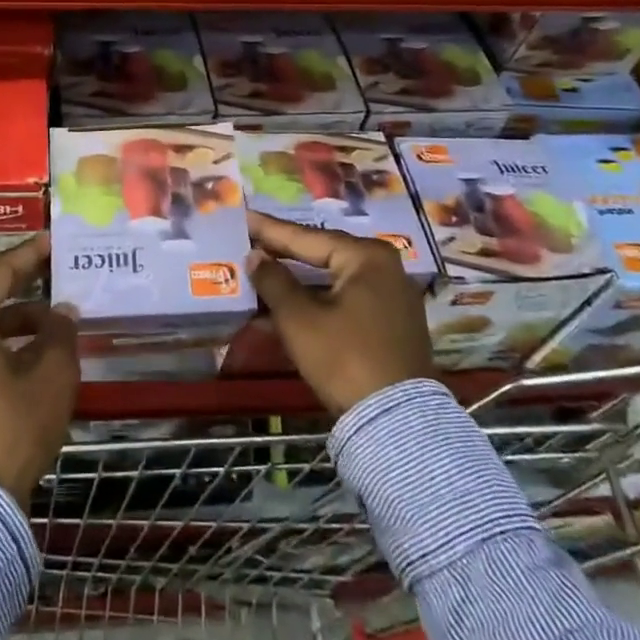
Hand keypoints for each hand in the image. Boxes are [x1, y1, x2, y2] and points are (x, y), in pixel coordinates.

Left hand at [0, 234, 77, 507]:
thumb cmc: (14, 423)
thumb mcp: (52, 372)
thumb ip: (60, 331)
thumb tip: (61, 311)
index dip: (27, 255)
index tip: (51, 240)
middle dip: (22, 283)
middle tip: (55, 270)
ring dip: (17, 319)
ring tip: (55, 319)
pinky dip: (3, 342)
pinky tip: (34, 350)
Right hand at [247, 211, 434, 414]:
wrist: (396, 423)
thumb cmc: (345, 358)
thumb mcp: (299, 319)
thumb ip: (273, 281)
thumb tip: (255, 256)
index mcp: (367, 257)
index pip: (306, 237)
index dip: (270, 230)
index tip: (243, 217)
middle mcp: (384, 268)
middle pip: (321, 255)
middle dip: (282, 255)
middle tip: (248, 241)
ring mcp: (390, 297)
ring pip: (330, 281)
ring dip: (294, 283)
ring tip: (258, 274)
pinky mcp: (389, 324)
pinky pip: (342, 300)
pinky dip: (313, 302)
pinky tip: (282, 307)